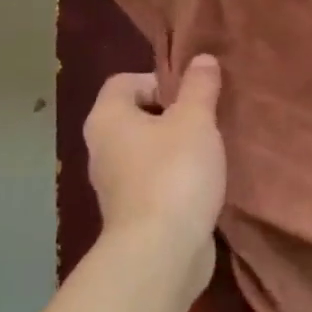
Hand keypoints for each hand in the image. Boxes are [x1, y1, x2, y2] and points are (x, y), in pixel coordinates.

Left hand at [83, 56, 226, 295]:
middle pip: (136, 116)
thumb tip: (202, 59)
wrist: (161, 252)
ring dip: (176, 148)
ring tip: (209, 151)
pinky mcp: (132, 214)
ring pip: (146, 152)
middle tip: (205, 120)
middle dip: (172, 115)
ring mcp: (114, 185)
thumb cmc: (174, 172)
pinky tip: (202, 184)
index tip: (190, 95)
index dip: (158, 80)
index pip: (124, 82)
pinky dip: (175, 179)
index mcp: (107, 118)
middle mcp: (101, 149)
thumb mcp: (195, 120)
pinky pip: (154, 182)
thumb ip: (199, 86)